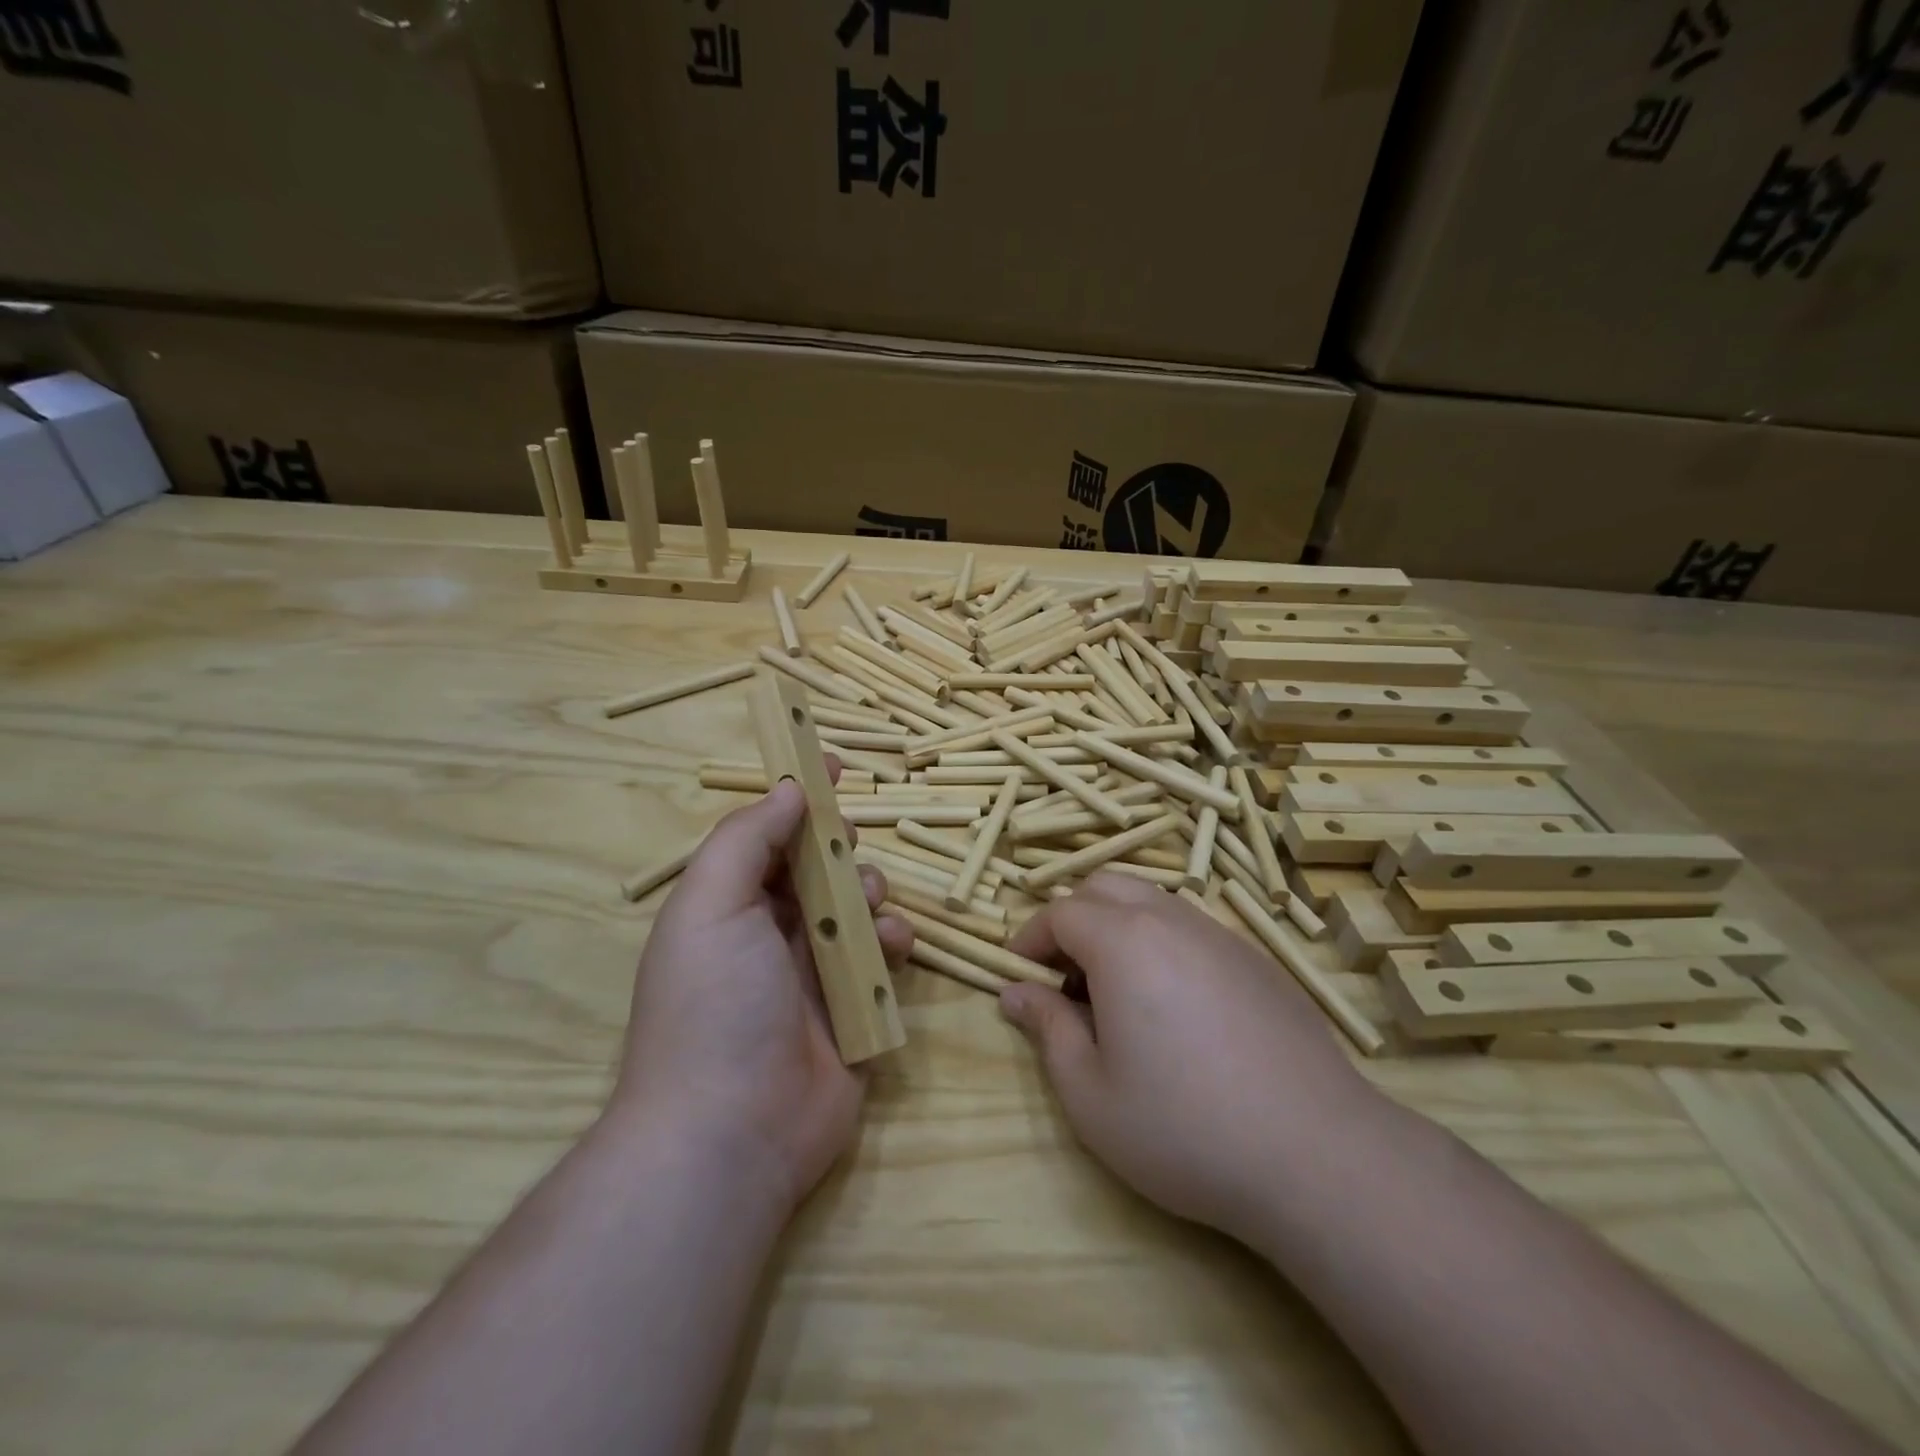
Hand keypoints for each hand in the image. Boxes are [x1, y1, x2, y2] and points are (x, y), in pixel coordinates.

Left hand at [612, 772, 911, 1213]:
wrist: (733, 1132)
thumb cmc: (714, 1004)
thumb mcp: (711, 905)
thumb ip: (747, 839)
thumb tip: (788, 789)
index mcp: (728, 907)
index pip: (768, 836)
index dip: (799, 798)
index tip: (834, 763)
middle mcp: (769, 935)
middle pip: (817, 868)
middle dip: (840, 848)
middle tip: (850, 844)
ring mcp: (814, 974)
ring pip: (856, 907)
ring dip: (870, 892)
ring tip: (870, 909)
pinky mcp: (855, 1009)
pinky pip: (883, 956)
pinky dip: (892, 941)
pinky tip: (891, 947)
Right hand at [1000, 873, 1384, 1242]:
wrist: (1318, 1155)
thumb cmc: (1185, 1129)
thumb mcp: (1090, 1094)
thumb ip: (1047, 1030)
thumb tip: (1014, 993)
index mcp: (1124, 943)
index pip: (1060, 912)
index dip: (1030, 938)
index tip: (1020, 977)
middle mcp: (1172, 921)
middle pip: (1106, 886)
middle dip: (1072, 919)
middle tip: (1065, 978)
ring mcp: (1221, 935)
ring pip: (1153, 901)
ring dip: (1118, 927)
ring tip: (1117, 992)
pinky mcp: (1257, 960)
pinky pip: (1192, 927)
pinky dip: (1162, 943)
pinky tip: (1176, 1007)